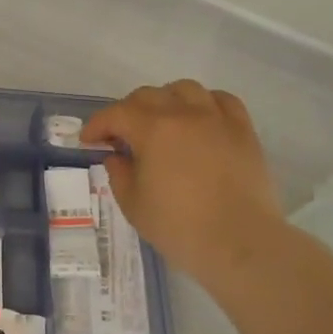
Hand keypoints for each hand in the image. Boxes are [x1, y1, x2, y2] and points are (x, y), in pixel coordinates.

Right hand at [81, 81, 285, 300]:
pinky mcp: (243, 131)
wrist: (240, 243)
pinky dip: (205, 103)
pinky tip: (200, 120)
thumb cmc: (180, 227)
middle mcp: (184, 114)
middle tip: (121, 136)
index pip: (116, 114)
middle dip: (127, 112)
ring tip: (162, 121)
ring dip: (166, 100)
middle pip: (148, 95)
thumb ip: (119, 174)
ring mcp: (217, 119)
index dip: (97, 125)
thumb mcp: (134, 205)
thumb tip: (117, 156)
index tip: (88, 140)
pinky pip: (222, 100)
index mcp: (152, 129)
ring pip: (185, 90)